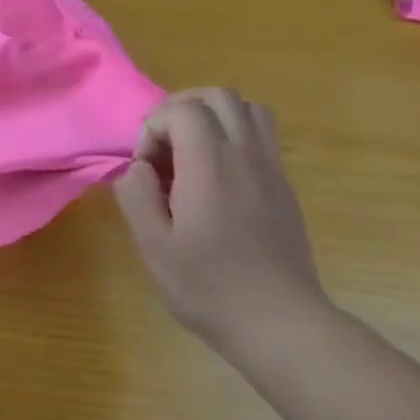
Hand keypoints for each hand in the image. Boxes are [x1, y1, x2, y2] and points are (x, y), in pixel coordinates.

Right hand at [113, 89, 328, 345]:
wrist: (280, 323)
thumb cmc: (208, 287)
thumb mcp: (153, 245)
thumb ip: (136, 195)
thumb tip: (137, 167)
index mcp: (210, 166)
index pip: (182, 110)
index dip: (154, 128)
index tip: (146, 168)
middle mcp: (246, 156)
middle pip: (218, 97)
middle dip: (181, 109)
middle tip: (162, 146)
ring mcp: (271, 170)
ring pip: (247, 109)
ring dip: (212, 116)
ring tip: (189, 151)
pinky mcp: (284, 187)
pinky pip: (262, 136)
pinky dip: (233, 136)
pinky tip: (215, 176)